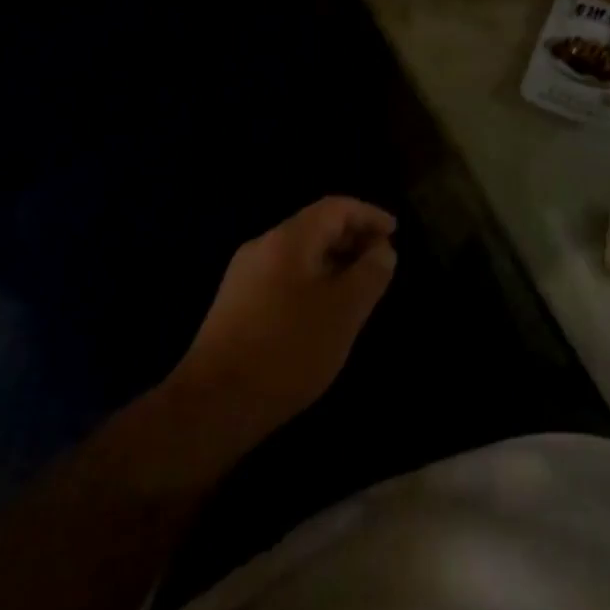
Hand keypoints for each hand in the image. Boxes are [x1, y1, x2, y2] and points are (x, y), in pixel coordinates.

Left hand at [170, 196, 397, 446]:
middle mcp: (263, 246)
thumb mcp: (344, 311)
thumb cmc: (289, 349)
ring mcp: (244, 275)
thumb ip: (370, 274)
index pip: (335, 207)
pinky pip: (284, 275)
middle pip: (315, 226)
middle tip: (382, 260)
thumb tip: (382, 249)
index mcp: (289, 238)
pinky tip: (324, 309)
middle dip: (352, 237)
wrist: (214, 402)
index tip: (395, 232)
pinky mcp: (236, 303)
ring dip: (333, 260)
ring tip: (360, 286)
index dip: (368, 214)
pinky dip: (313, 279)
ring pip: (299, 253)